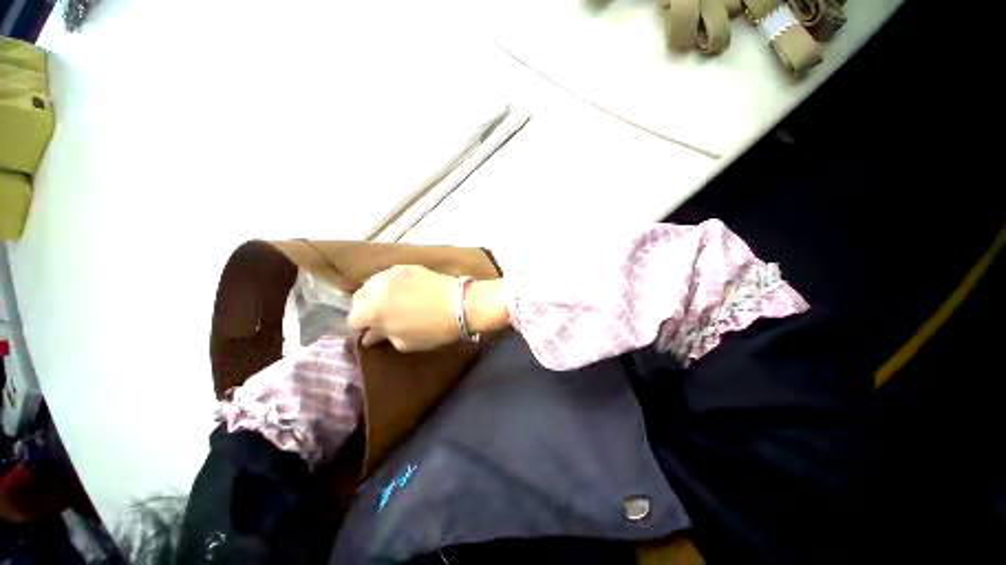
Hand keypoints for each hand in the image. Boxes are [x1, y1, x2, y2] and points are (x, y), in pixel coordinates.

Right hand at [348, 265, 508, 351]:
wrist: (461, 304)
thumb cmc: (434, 329)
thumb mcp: (405, 342)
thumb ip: (383, 336)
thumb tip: (369, 336)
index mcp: (372, 310)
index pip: (352, 319)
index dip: (360, 327)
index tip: (372, 331)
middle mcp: (376, 287)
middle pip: (358, 298)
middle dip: (365, 308)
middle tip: (381, 317)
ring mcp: (391, 273)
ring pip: (372, 284)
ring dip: (375, 294)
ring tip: (391, 302)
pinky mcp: (406, 266)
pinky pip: (389, 276)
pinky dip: (390, 284)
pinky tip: (403, 291)